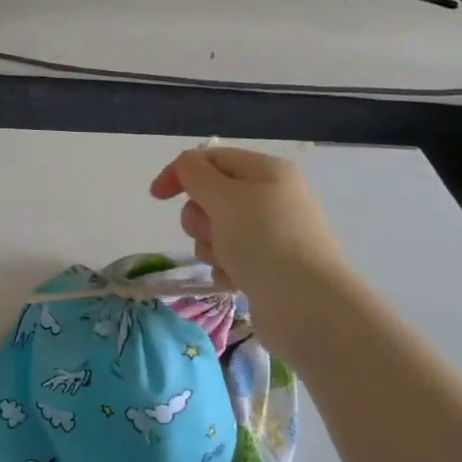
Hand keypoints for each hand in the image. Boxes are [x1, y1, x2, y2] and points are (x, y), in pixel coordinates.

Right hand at [148, 147, 342, 305]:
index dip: (181, 172)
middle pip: (211, 197)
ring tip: (229, 261)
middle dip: (200, 218)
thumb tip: (186, 164)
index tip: (156, 197)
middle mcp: (271, 198)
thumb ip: (195, 174)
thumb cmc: (263, 240)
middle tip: (213, 232)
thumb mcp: (224, 197)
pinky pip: (229, 259)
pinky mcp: (268, 266)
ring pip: (216, 231)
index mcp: (266, 171)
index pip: (212, 158)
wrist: (305, 303)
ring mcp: (271, 234)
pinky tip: (236, 280)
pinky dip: (225, 268)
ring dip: (211, 246)